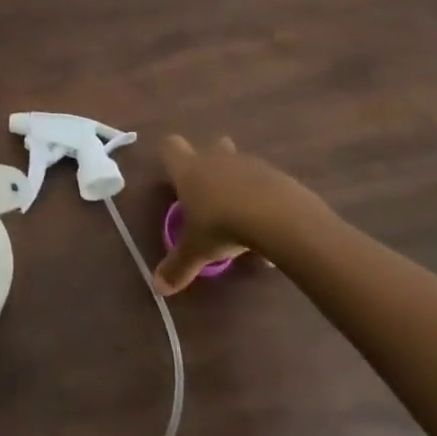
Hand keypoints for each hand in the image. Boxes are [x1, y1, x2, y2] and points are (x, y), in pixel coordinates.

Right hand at [154, 135, 325, 294]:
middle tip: (211, 192)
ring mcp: (249, 164)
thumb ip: (178, 267)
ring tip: (243, 218)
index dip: (171, 157)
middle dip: (211, 163)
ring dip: (240, 184)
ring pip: (240, 165)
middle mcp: (216, 159)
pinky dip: (264, 200)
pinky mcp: (277, 176)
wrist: (279, 218)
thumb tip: (157, 288)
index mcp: (190, 170)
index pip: (171, 147)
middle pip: (211, 147)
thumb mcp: (197, 250)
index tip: (174, 176)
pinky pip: (266, 184)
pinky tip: (269, 229)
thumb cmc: (224, 226)